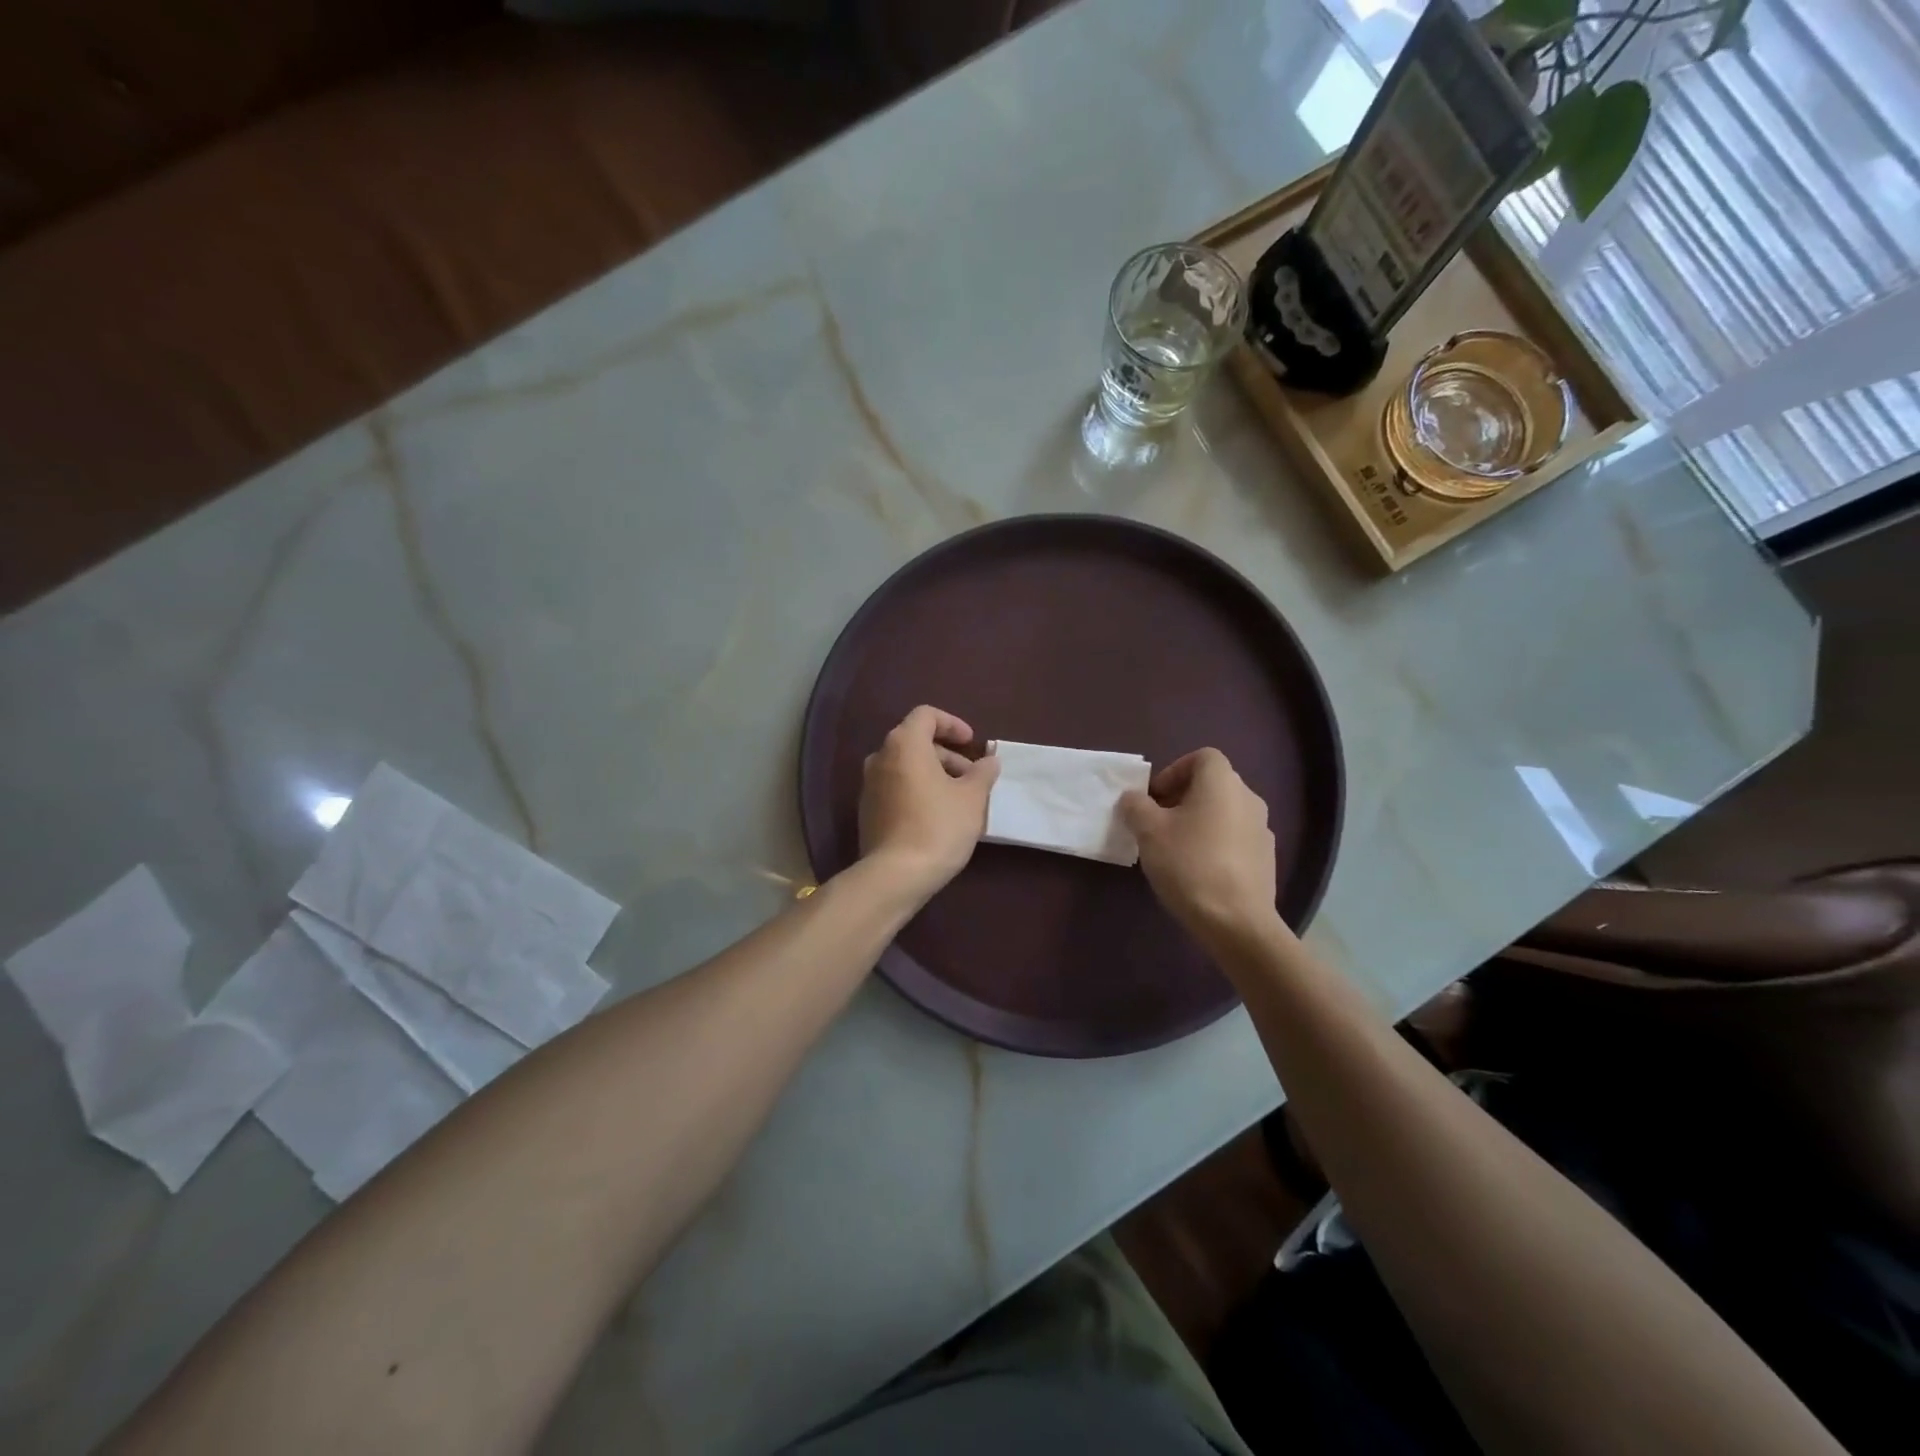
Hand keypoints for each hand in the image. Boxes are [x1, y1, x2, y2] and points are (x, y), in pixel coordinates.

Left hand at [859, 706, 1000, 896]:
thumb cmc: (938, 826)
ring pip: (905, 767)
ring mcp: (869, 785)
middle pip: (915, 742)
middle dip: (947, 755)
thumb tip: (989, 761)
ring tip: (959, 799)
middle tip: (972, 777)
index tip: (972, 744)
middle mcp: (880, 757)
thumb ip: (982, 773)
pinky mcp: (867, 811)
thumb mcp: (972, 798)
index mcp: (904, 744)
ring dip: (933, 774)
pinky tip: (937, 816)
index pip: (926, 715)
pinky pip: (896, 788)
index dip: (952, 724)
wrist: (895, 875)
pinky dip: (917, 790)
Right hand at [1120, 748, 1281, 942]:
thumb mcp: (1148, 831)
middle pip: (1213, 784)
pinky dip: (1215, 843)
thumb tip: (1134, 798)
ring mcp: (1262, 830)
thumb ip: (1136, 806)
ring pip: (1224, 812)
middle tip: (1157, 822)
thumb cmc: (1189, 864)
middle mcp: (1248, 798)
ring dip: (1198, 821)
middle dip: (1182, 797)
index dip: (1174, 770)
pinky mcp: (1266, 859)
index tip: (1155, 797)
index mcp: (1223, 783)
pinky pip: (1235, 838)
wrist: (1236, 922)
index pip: (1202, 757)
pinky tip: (1198, 871)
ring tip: (1175, 849)